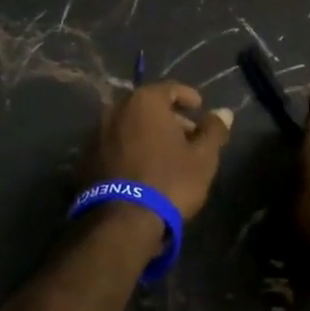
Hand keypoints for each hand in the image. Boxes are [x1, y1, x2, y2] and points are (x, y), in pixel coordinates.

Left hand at [94, 81, 232, 219]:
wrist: (122, 222)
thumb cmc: (169, 181)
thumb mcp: (203, 157)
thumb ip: (214, 130)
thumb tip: (224, 112)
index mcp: (145, 101)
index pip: (170, 88)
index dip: (188, 97)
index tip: (200, 109)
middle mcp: (116, 109)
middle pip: (148, 106)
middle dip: (169, 118)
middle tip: (187, 136)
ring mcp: (97, 132)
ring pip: (129, 125)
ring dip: (148, 133)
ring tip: (166, 155)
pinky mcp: (85, 157)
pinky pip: (115, 144)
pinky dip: (130, 148)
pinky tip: (142, 168)